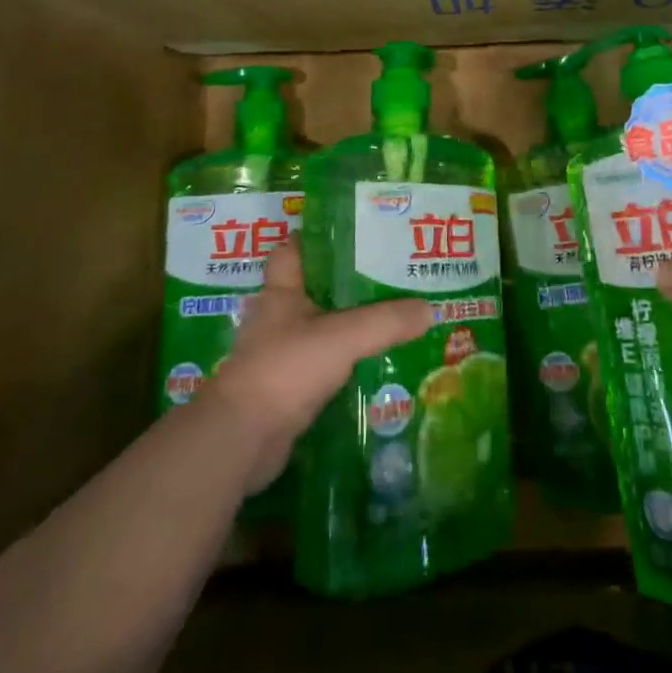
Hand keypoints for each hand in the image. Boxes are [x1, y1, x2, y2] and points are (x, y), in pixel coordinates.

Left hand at [198, 239, 434, 491]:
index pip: (293, 250)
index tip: (353, 233)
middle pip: (313, 290)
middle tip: (388, 276)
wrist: (241, 440)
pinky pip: (321, 365)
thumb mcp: (342, 337)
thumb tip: (430, 309)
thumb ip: (386, 321)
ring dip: (347, 326)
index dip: (317, 238)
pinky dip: (344, 363)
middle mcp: (276, 319)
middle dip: (346, 285)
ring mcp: (279, 355)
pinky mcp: (285, 389)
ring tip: (391, 319)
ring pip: (319, 329)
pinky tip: (373, 364)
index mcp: (281, 292)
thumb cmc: (285, 369)